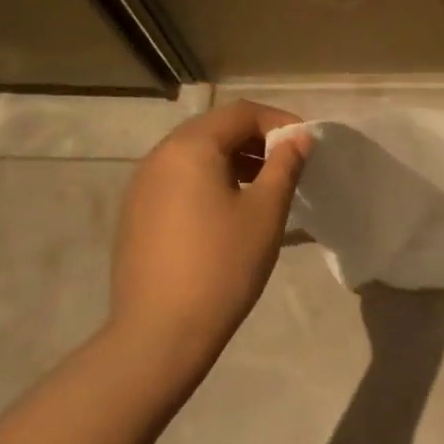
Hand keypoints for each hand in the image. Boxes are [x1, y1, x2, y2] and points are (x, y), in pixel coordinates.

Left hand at [106, 100, 310, 389]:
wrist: (161, 331)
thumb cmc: (222, 265)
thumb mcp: (265, 212)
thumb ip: (285, 166)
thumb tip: (298, 137)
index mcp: (190, 148)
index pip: (240, 112)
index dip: (279, 121)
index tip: (306, 146)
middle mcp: (159, 157)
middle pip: (214, 129)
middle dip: (256, 140)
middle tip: (288, 167)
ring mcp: (142, 186)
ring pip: (195, 156)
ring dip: (233, 161)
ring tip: (263, 190)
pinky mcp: (136, 214)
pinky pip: (179, 181)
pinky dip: (209, 182)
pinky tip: (228, 214)